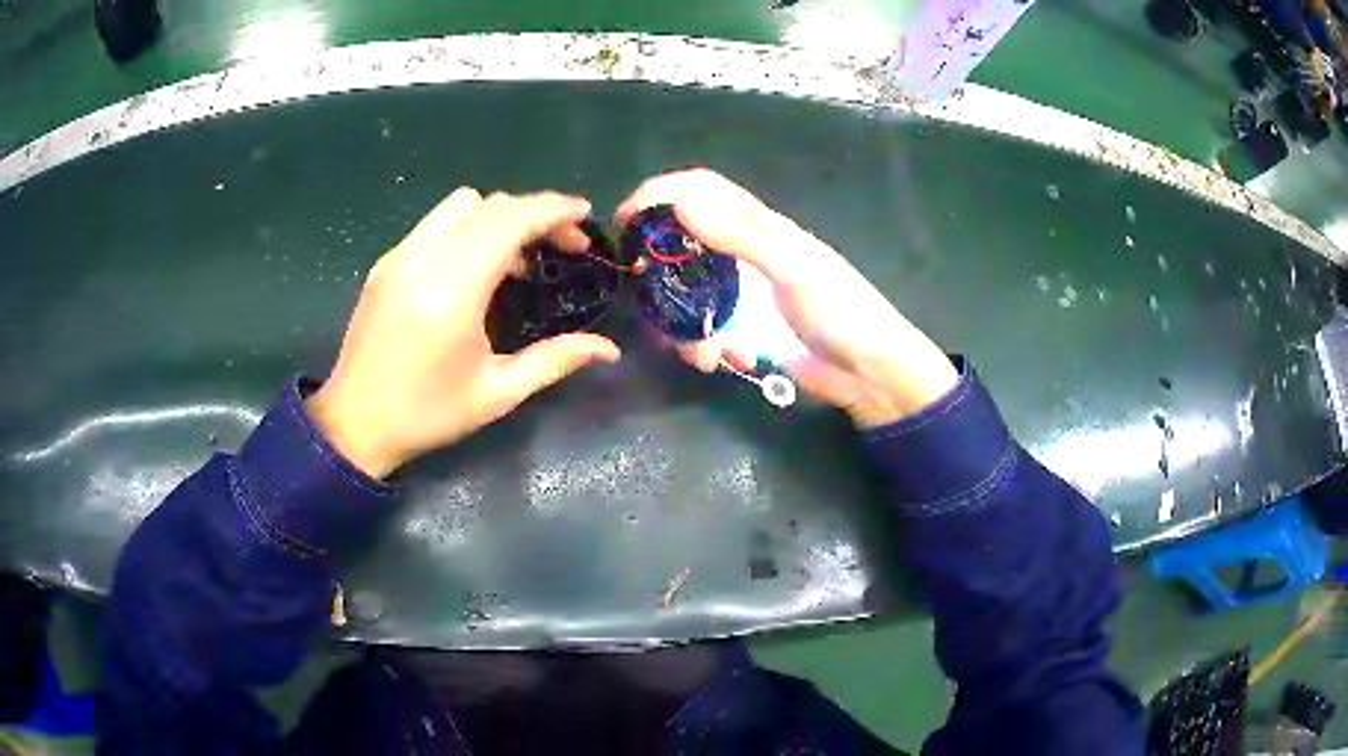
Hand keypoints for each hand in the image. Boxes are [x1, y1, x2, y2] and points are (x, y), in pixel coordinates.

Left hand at [307, 188, 620, 477]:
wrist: (354, 423)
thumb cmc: (427, 413)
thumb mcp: (497, 393)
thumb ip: (554, 361)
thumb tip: (609, 350)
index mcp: (454, 290)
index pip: (511, 221)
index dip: (554, 209)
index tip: (586, 215)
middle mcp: (425, 258)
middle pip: (491, 206)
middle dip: (536, 213)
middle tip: (565, 245)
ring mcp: (401, 256)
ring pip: (460, 205)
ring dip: (500, 217)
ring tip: (518, 257)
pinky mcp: (386, 263)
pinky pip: (436, 224)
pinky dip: (468, 228)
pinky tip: (476, 267)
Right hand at [616, 169, 957, 427]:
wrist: (871, 374)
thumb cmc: (842, 312)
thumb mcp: (794, 268)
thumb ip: (740, 233)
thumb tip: (678, 200)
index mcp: (760, 227)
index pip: (699, 190)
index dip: (659, 195)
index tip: (624, 221)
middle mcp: (746, 253)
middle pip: (683, 243)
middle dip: (660, 269)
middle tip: (641, 293)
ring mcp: (744, 294)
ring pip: (689, 295)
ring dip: (681, 322)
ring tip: (697, 353)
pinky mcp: (746, 330)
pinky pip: (706, 330)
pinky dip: (705, 346)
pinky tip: (723, 362)